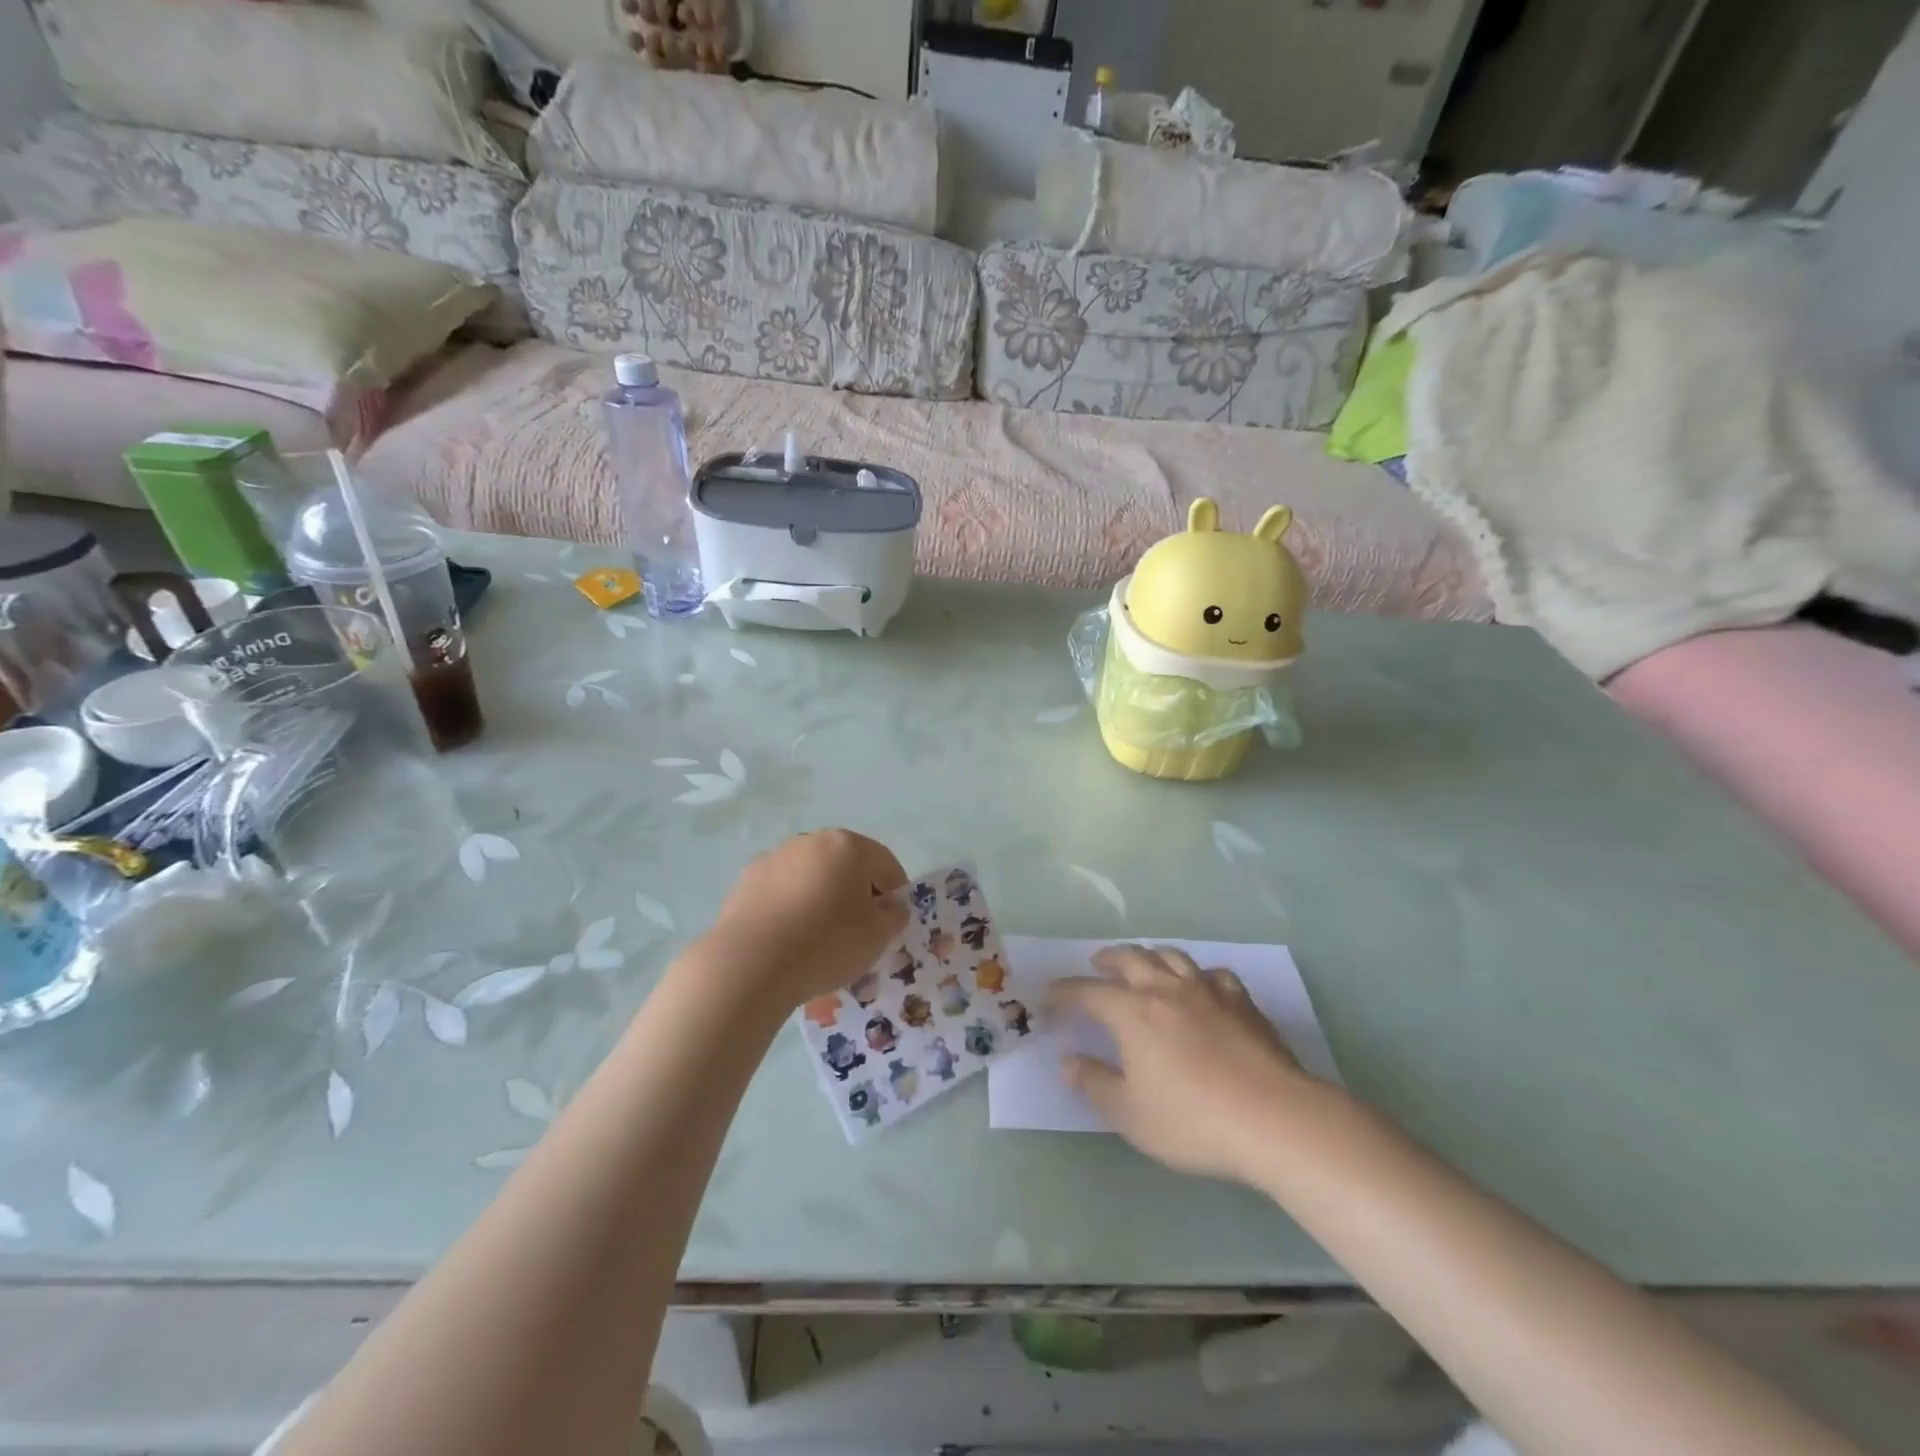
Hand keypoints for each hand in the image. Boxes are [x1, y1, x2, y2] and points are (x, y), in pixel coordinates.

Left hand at [696, 830, 908, 1012]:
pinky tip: (790, 939)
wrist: (749, 964)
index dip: (895, 892)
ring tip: (820, 937)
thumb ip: (893, 916)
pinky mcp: (745, 881)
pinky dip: (792, 907)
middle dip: (856, 891)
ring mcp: (774, 858)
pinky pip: (782, 891)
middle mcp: (810, 841)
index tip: (892, 922)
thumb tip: (891, 907)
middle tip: (859, 929)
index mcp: (848, 845)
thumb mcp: (877, 936)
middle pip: (846, 864)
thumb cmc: (826, 943)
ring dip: (822, 896)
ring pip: (811, 875)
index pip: (885, 863)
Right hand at [1051, 945, 1334, 1184]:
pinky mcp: (1242, 1002)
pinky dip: (1196, 974)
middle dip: (1108, 959)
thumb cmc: (1193, 1120)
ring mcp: (1208, 991)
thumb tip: (1067, 1062)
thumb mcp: (1130, 1114)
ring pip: (1171, 956)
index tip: (1049, 997)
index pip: (1088, 992)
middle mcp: (1166, 989)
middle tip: (1096, 964)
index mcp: (1133, 1012)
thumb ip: (1094, 1084)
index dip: (1065, 992)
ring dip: (1149, 955)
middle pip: (1131, 959)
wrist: (1275, 1120)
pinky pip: (1212, 974)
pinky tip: (1200, 985)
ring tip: (1143, 962)